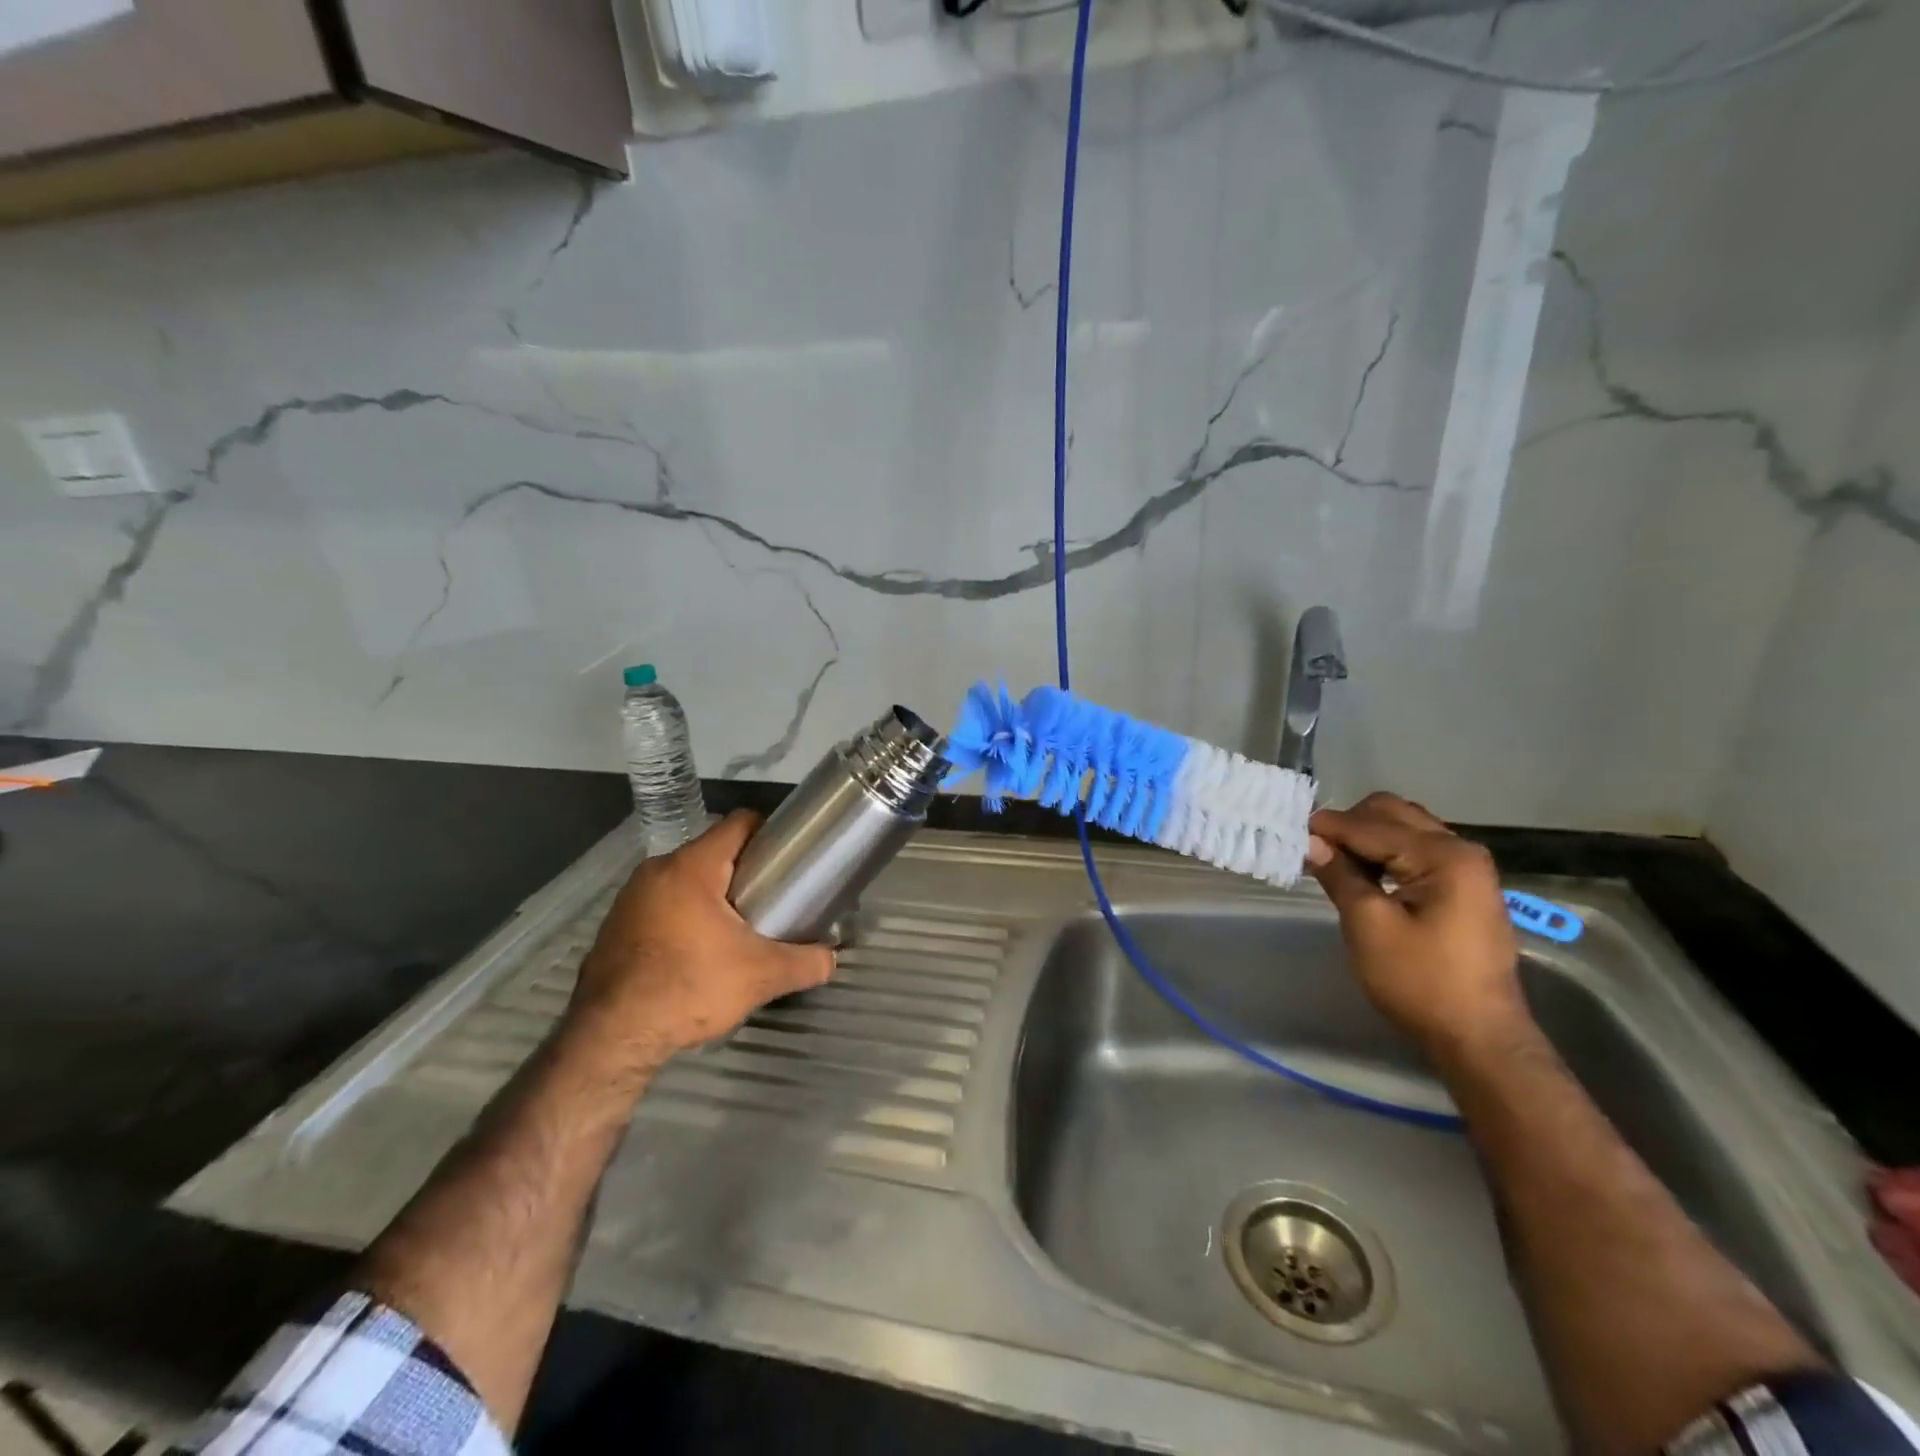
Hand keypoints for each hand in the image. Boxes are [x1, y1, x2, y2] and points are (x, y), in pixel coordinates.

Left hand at [565, 811, 834, 1075]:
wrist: (609, 1039)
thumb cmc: (688, 988)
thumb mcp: (760, 976)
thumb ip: (805, 962)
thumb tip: (832, 958)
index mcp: (692, 866)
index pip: (740, 823)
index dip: (771, 833)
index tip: (790, 858)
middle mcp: (657, 870)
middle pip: (714, 852)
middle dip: (745, 871)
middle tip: (773, 898)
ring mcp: (630, 898)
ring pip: (686, 880)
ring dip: (714, 895)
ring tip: (740, 927)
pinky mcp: (616, 926)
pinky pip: (662, 905)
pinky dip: (685, 916)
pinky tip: (699, 951)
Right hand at [1307, 793, 1525, 1052]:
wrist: (1479, 1037)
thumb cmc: (1420, 981)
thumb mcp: (1368, 926)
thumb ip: (1340, 875)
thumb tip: (1311, 842)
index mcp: (1443, 856)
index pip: (1372, 825)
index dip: (1328, 827)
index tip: (1290, 832)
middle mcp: (1461, 850)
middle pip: (1393, 813)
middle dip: (1350, 825)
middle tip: (1315, 849)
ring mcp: (1468, 869)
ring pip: (1406, 829)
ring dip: (1368, 837)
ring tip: (1335, 862)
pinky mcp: (1465, 887)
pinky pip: (1417, 850)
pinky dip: (1387, 852)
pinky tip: (1364, 875)